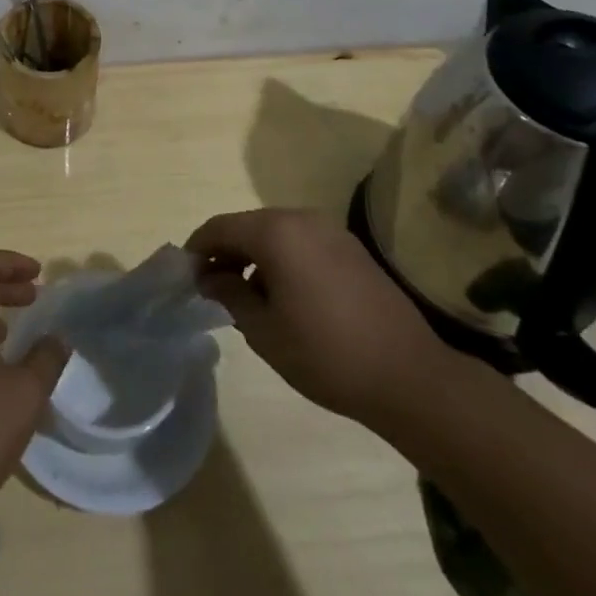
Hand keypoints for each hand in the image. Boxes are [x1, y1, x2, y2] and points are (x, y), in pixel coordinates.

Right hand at [187, 208, 452, 432]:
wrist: (410, 376)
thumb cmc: (326, 354)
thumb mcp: (264, 331)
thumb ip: (229, 295)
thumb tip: (209, 277)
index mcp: (275, 232)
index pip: (220, 228)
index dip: (197, 249)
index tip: (185, 276)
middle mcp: (301, 218)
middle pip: (248, 226)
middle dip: (226, 253)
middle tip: (212, 289)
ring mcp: (330, 231)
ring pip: (276, 234)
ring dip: (254, 257)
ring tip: (247, 297)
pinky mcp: (351, 249)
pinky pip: (302, 243)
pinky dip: (282, 260)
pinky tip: (285, 297)